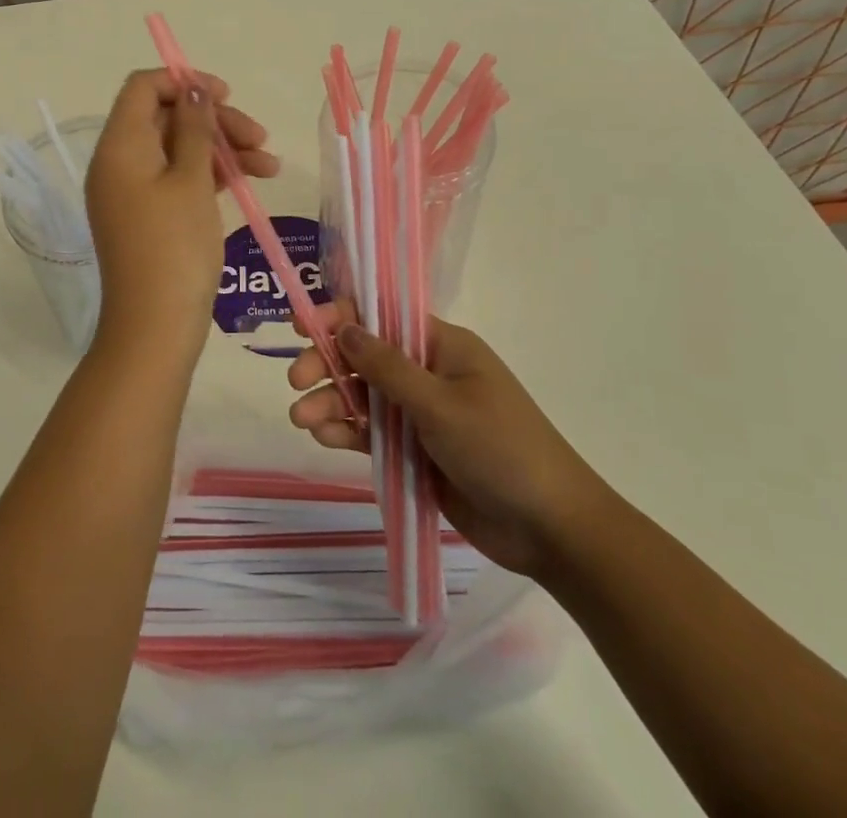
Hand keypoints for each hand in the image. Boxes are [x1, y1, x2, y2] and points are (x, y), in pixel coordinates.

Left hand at [84, 69, 277, 356]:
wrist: (156, 327)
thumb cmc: (175, 247)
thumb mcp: (191, 180)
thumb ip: (195, 129)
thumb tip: (193, 90)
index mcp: (119, 146)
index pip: (143, 88)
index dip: (183, 83)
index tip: (225, 95)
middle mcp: (119, 163)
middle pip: (166, 118)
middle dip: (215, 121)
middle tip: (259, 137)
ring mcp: (133, 192)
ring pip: (179, 149)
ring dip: (222, 149)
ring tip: (269, 165)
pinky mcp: (148, 216)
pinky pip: (178, 179)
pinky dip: (212, 176)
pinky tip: (251, 181)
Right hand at [287, 316, 609, 576]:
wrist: (551, 529)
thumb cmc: (500, 449)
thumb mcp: (440, 404)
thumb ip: (387, 367)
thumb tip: (345, 327)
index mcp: (442, 346)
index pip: (382, 316)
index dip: (341, 317)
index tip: (304, 327)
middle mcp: (428, 372)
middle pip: (365, 356)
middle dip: (328, 364)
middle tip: (295, 381)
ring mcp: (421, 414)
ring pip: (364, 396)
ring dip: (331, 402)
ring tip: (301, 419)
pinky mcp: (416, 451)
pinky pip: (373, 433)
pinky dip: (348, 432)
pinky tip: (324, 438)